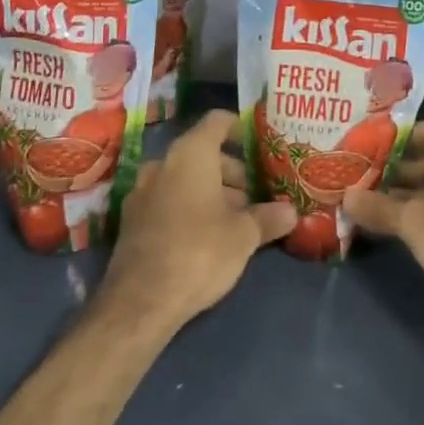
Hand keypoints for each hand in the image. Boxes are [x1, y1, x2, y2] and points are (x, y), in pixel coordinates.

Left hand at [99, 110, 295, 334]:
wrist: (140, 302)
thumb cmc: (199, 251)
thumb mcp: (244, 236)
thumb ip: (268, 218)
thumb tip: (291, 212)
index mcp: (190, 153)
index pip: (218, 121)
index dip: (241, 129)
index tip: (260, 147)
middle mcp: (162, 163)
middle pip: (202, 152)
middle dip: (230, 171)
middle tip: (255, 196)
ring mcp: (142, 191)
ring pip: (184, 178)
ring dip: (210, 191)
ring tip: (235, 220)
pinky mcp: (132, 221)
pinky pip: (168, 200)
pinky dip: (188, 207)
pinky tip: (206, 236)